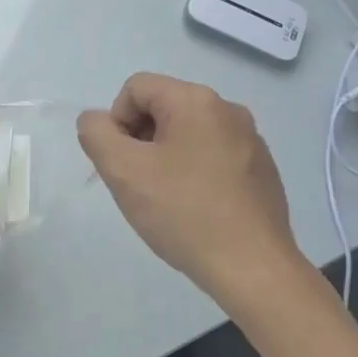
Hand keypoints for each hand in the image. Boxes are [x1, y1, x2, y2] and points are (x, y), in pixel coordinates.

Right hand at [78, 73, 307, 301]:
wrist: (252, 268)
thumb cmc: (183, 213)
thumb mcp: (123, 171)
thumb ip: (96, 134)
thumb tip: (96, 120)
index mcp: (196, 101)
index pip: (135, 88)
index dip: (116, 122)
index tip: (122, 163)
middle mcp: (228, 110)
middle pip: (162, 108)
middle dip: (140, 140)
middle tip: (138, 183)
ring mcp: (250, 140)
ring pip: (186, 134)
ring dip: (164, 158)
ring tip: (165, 200)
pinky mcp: (261, 170)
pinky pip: (212, 156)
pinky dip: (193, 174)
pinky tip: (194, 210)